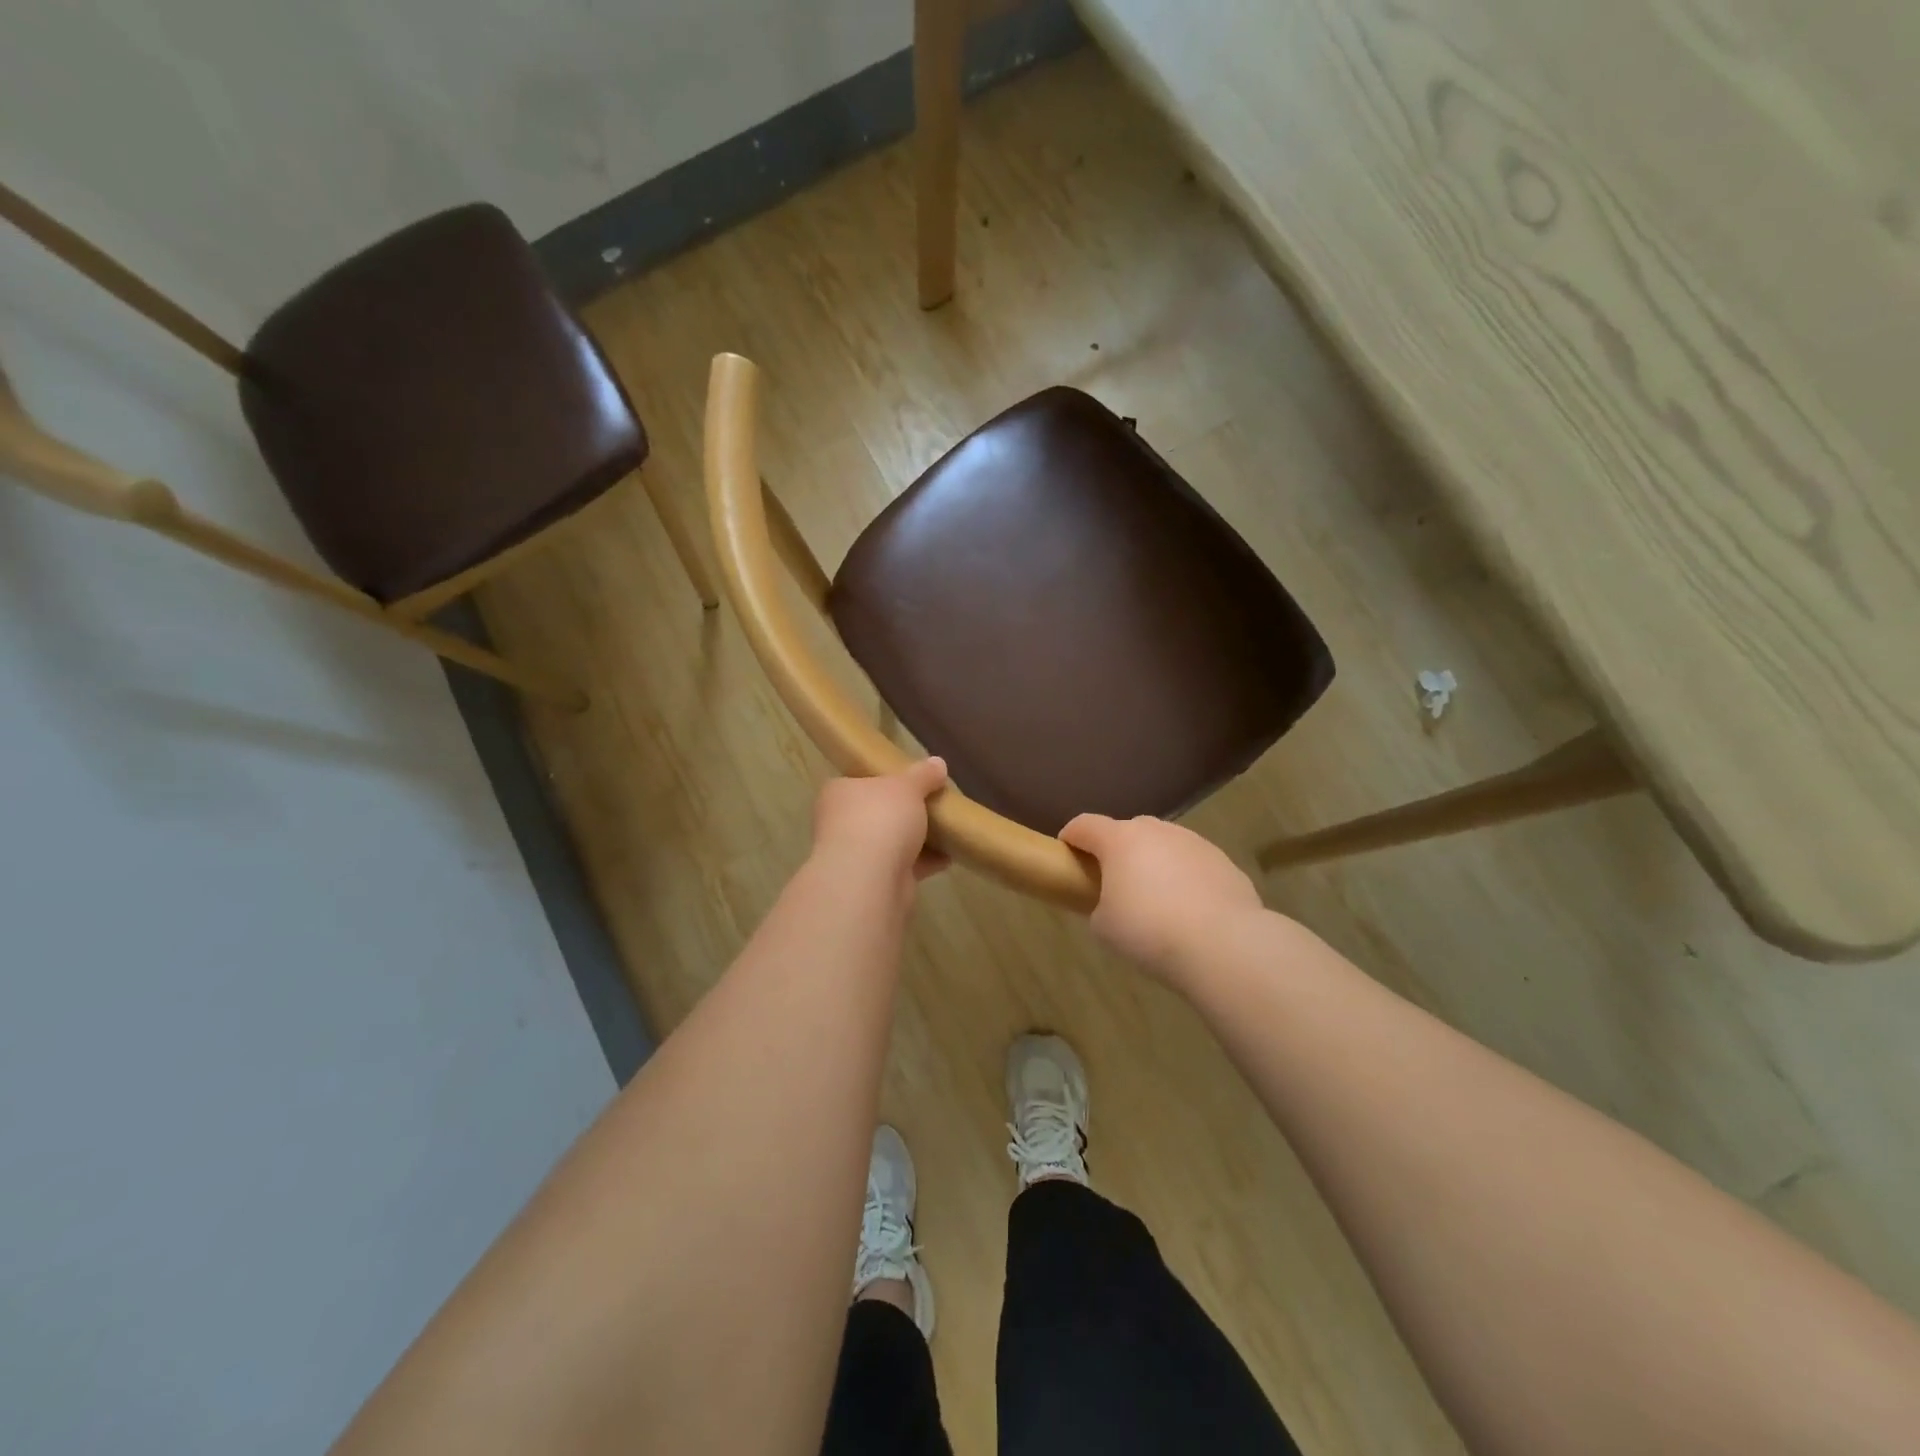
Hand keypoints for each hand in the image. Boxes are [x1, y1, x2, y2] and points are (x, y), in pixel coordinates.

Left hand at [811, 758, 950, 885]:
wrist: (869, 879)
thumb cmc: (880, 818)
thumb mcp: (907, 786)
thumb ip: (923, 774)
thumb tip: (938, 763)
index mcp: (838, 794)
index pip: (860, 782)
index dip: (885, 780)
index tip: (911, 782)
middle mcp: (840, 823)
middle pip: (877, 813)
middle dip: (904, 812)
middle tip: (932, 805)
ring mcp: (855, 856)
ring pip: (890, 842)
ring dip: (916, 839)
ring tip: (946, 830)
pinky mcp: (873, 882)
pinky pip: (903, 866)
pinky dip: (924, 862)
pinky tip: (948, 857)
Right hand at [1060, 814, 1263, 974]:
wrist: (1223, 944)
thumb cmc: (1149, 932)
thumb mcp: (1104, 926)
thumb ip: (1100, 905)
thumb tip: (1112, 903)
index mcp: (1120, 840)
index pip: (1085, 825)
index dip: (1071, 836)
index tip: (1065, 852)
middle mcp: (1157, 831)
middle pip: (1127, 831)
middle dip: (1116, 851)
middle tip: (1113, 883)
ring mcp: (1194, 842)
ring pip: (1164, 845)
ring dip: (1154, 863)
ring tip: (1156, 900)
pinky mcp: (1224, 861)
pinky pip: (1193, 864)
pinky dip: (1185, 878)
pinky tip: (1189, 910)